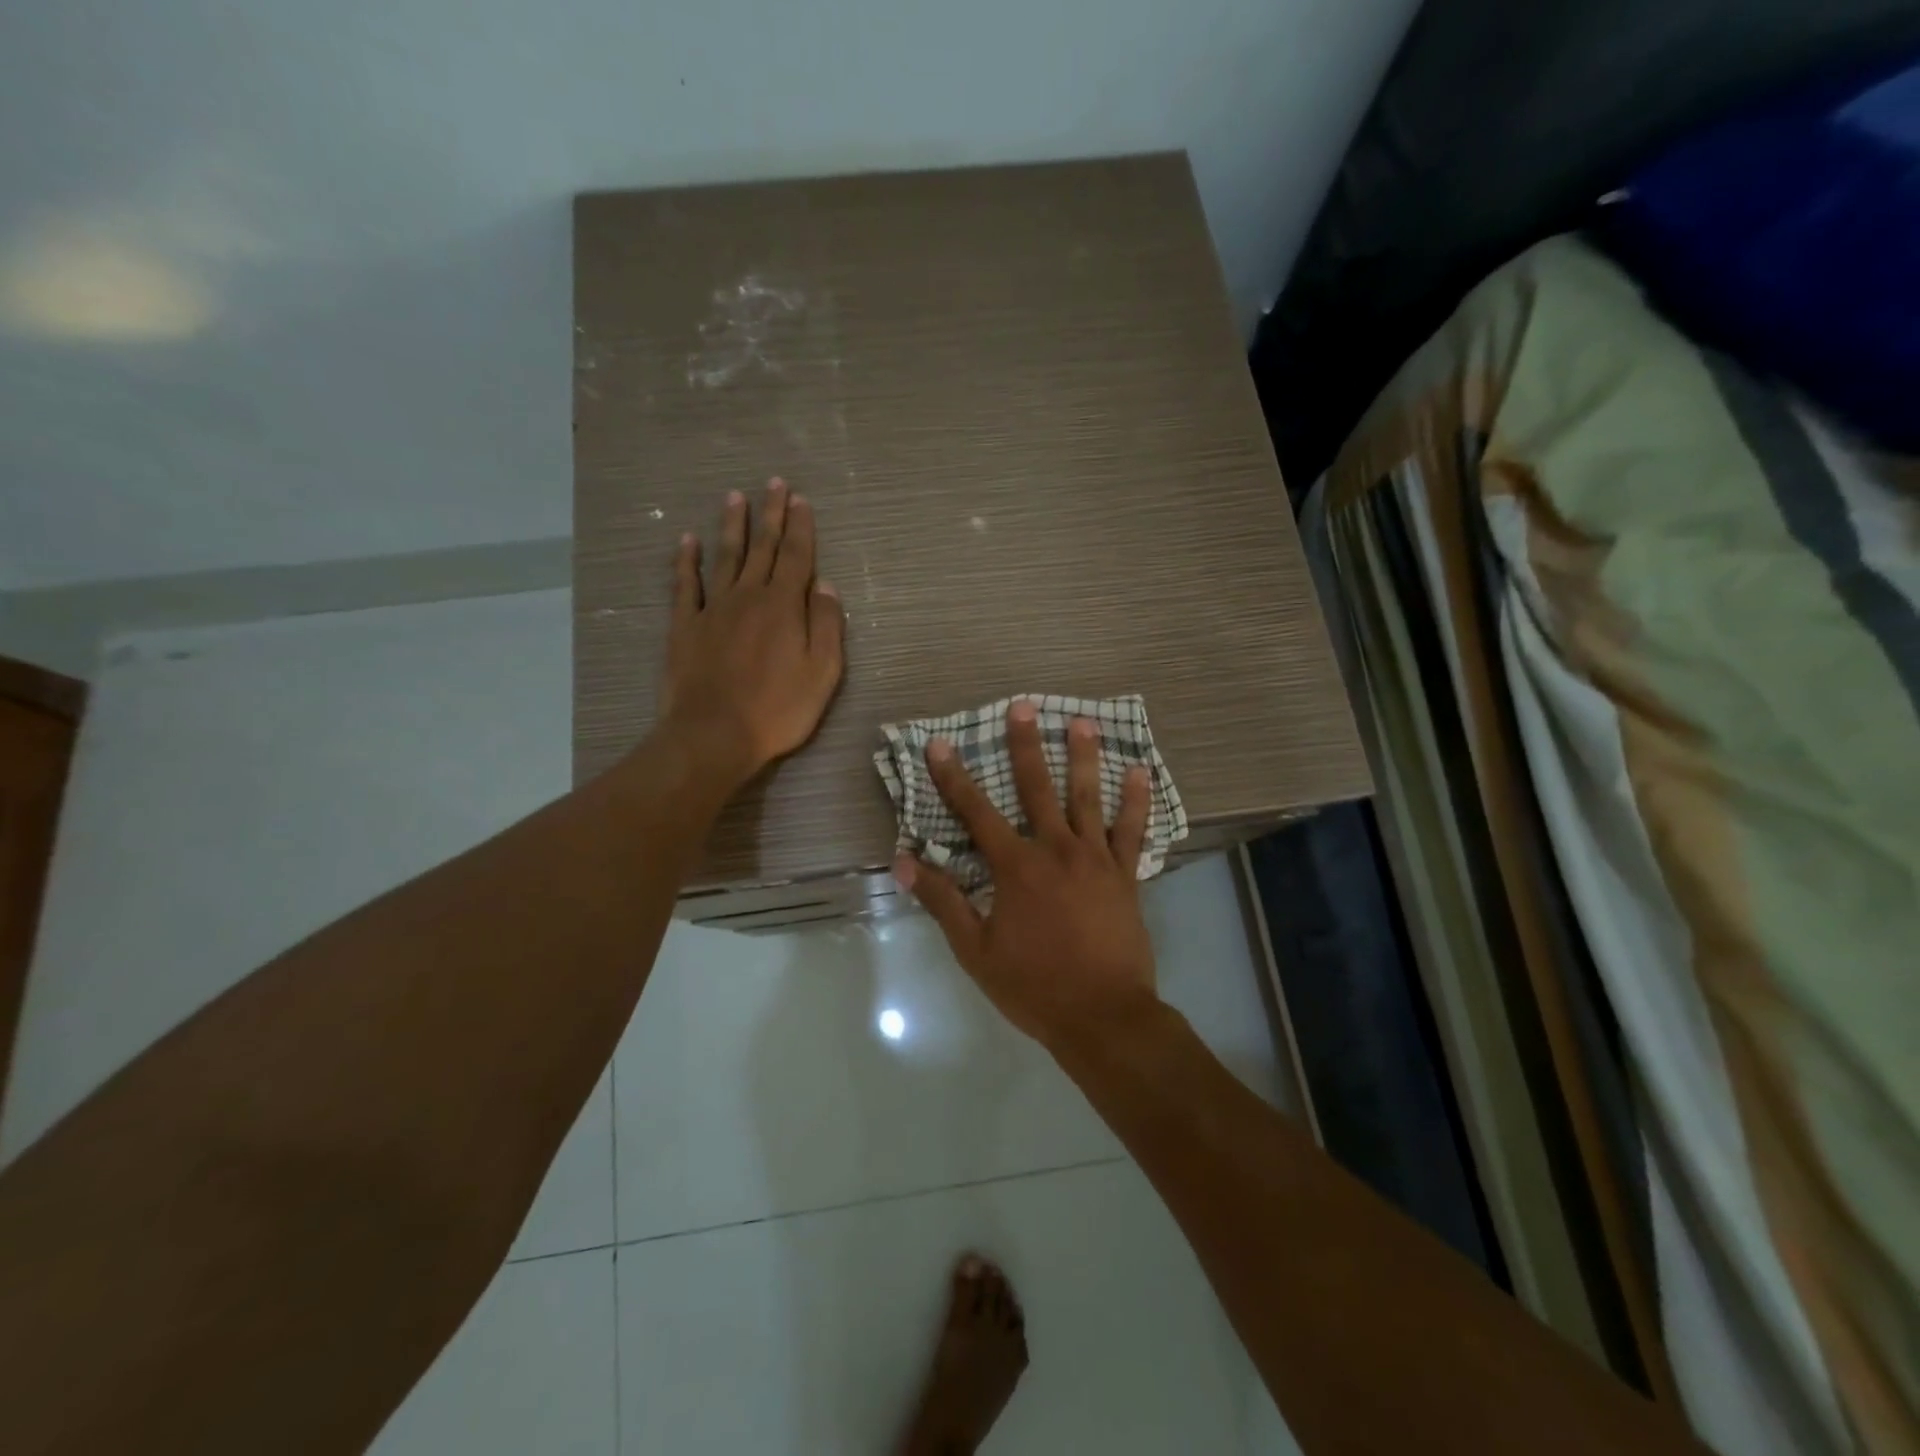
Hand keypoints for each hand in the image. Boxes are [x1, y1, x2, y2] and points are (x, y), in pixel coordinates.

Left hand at [658, 479, 844, 786]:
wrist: (713, 734)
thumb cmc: (778, 709)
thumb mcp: (823, 673)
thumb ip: (827, 625)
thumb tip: (826, 585)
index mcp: (784, 606)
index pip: (797, 557)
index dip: (801, 527)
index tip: (801, 500)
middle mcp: (748, 596)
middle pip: (763, 548)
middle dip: (771, 515)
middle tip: (774, 483)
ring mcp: (713, 609)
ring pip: (725, 557)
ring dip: (733, 526)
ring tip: (736, 497)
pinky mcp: (684, 626)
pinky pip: (685, 584)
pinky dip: (686, 560)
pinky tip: (687, 540)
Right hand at [895, 700, 1160, 1051]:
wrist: (1102, 1016)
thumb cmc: (1033, 985)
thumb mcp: (975, 950)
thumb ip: (942, 901)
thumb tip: (903, 861)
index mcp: (1015, 868)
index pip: (976, 813)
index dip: (954, 777)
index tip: (941, 743)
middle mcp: (1055, 851)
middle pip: (1037, 789)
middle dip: (1026, 746)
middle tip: (1023, 706)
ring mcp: (1095, 860)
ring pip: (1089, 798)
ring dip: (1085, 757)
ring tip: (1083, 721)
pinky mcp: (1125, 875)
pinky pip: (1132, 831)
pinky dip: (1137, 801)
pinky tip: (1141, 772)